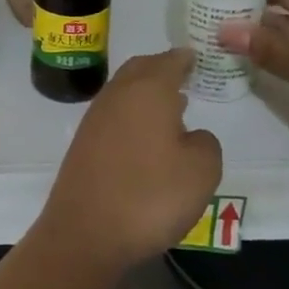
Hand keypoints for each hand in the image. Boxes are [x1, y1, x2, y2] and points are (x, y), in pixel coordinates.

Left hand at [40, 49, 222, 270]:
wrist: (85, 231)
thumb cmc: (150, 195)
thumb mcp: (201, 171)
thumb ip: (205, 143)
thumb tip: (189, 135)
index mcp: (148, 90)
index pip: (168, 61)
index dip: (184, 58)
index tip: (195, 57)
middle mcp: (118, 95)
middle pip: (141, 69)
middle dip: (161, 68)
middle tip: (183, 75)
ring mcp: (95, 117)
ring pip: (124, 90)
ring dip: (145, 91)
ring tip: (170, 105)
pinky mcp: (83, 142)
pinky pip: (114, 113)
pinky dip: (132, 113)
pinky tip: (145, 134)